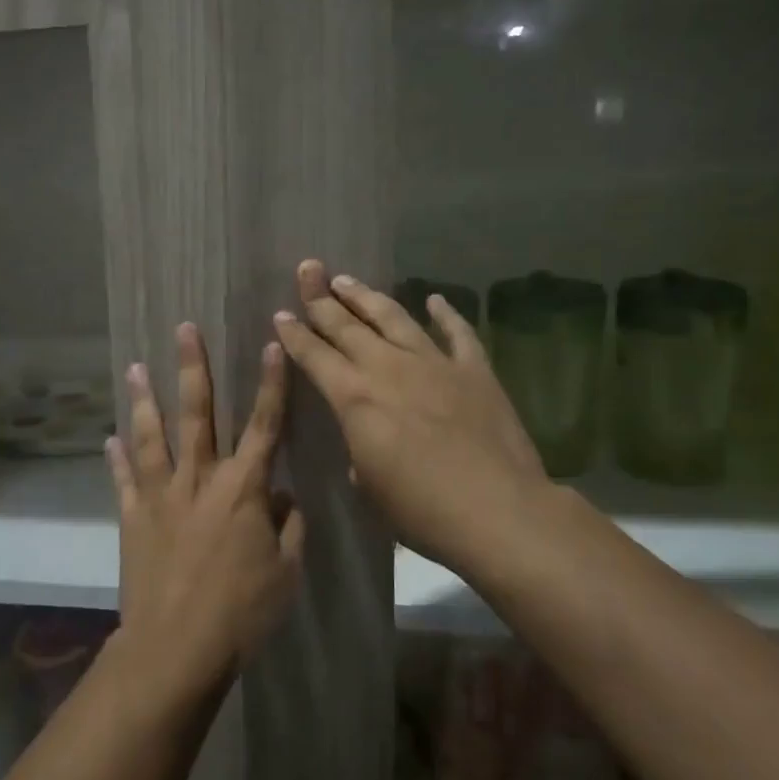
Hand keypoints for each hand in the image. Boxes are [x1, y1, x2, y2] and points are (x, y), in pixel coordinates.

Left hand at [107, 324, 305, 698]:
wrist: (176, 648)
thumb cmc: (241, 612)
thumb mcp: (286, 571)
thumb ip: (289, 526)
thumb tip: (283, 495)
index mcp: (243, 488)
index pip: (263, 424)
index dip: (270, 384)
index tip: (271, 344)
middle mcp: (199, 479)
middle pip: (197, 413)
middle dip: (192, 367)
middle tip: (184, 329)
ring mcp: (160, 496)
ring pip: (152, 436)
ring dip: (143, 399)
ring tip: (134, 367)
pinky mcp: (133, 518)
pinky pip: (124, 480)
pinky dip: (117, 458)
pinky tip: (110, 438)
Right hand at [272, 260, 550, 571]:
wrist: (497, 511)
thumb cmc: (421, 509)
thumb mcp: (370, 486)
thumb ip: (360, 450)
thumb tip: (365, 439)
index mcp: (355, 398)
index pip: (315, 356)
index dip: (295, 334)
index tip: (281, 313)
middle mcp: (389, 368)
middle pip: (348, 325)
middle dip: (322, 297)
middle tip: (308, 268)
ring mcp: (434, 364)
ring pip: (394, 318)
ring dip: (367, 297)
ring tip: (347, 280)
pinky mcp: (474, 370)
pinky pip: (457, 333)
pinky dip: (446, 313)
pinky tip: (435, 299)